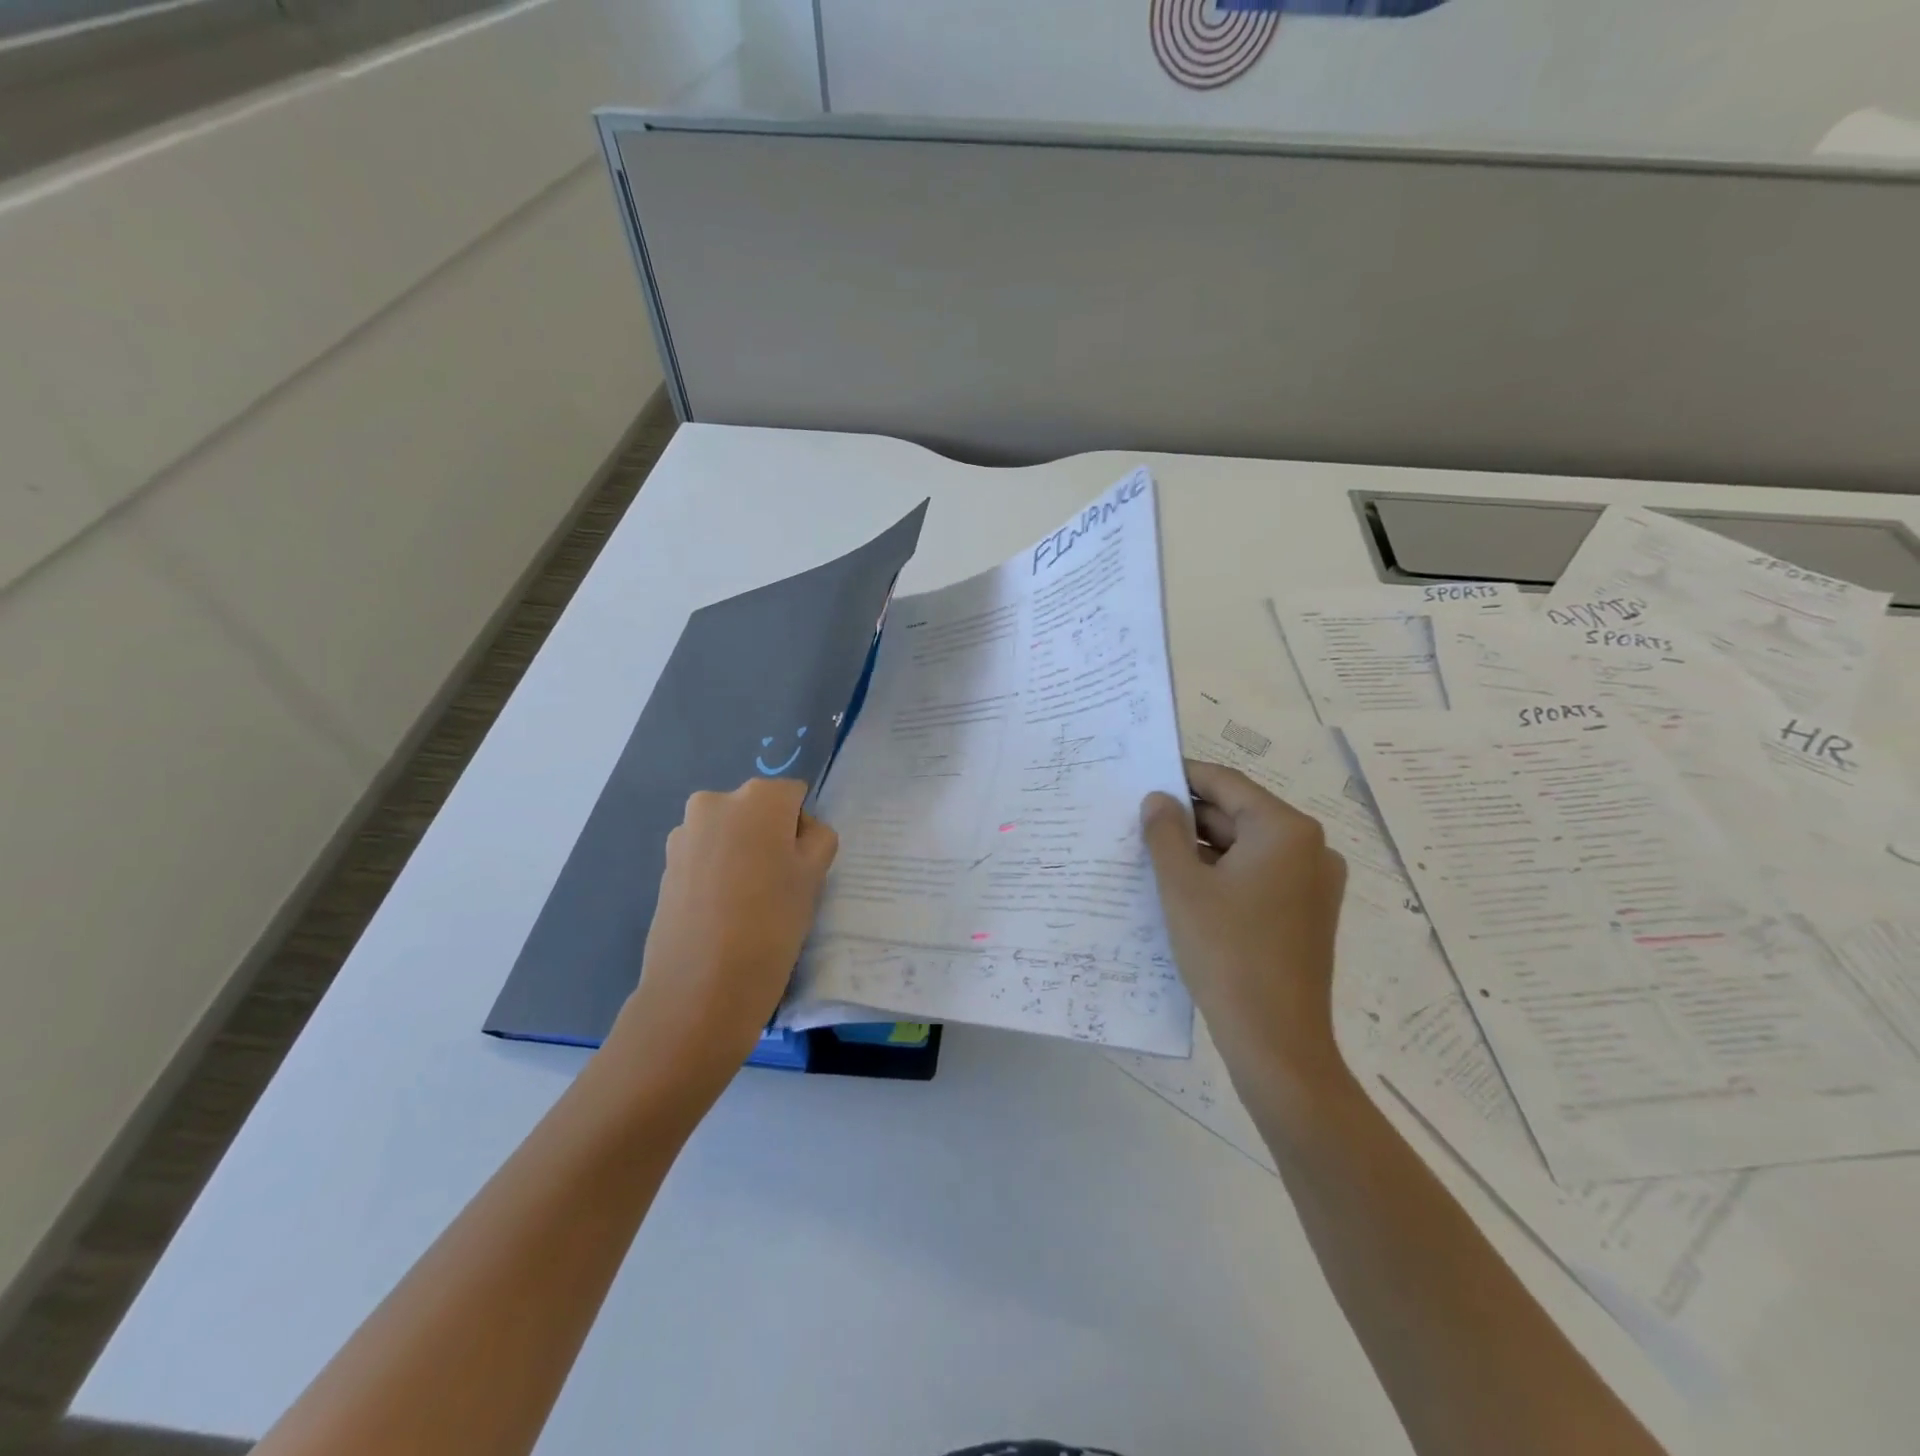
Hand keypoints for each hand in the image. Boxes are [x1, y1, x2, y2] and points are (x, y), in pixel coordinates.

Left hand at [610, 778, 837, 1094]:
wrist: (700, 989)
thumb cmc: (771, 925)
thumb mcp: (814, 877)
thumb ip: (818, 838)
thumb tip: (798, 832)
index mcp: (758, 797)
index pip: (794, 796)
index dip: (803, 829)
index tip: (802, 867)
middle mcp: (715, 802)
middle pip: (758, 810)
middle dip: (769, 837)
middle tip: (778, 885)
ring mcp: (684, 833)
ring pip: (730, 833)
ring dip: (742, 854)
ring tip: (747, 903)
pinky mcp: (665, 866)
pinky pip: (706, 856)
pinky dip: (718, 873)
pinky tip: (722, 913)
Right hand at [1141, 759, 1348, 1082]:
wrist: (1276, 1040)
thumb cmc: (1227, 952)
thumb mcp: (1182, 887)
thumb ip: (1164, 833)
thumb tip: (1158, 799)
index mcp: (1286, 831)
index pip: (1227, 784)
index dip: (1183, 776)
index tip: (1144, 777)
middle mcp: (1310, 848)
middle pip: (1239, 815)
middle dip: (1189, 818)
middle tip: (1139, 820)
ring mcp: (1314, 883)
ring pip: (1247, 848)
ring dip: (1203, 848)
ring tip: (1154, 853)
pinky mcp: (1307, 913)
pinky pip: (1259, 876)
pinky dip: (1223, 874)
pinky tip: (1185, 887)